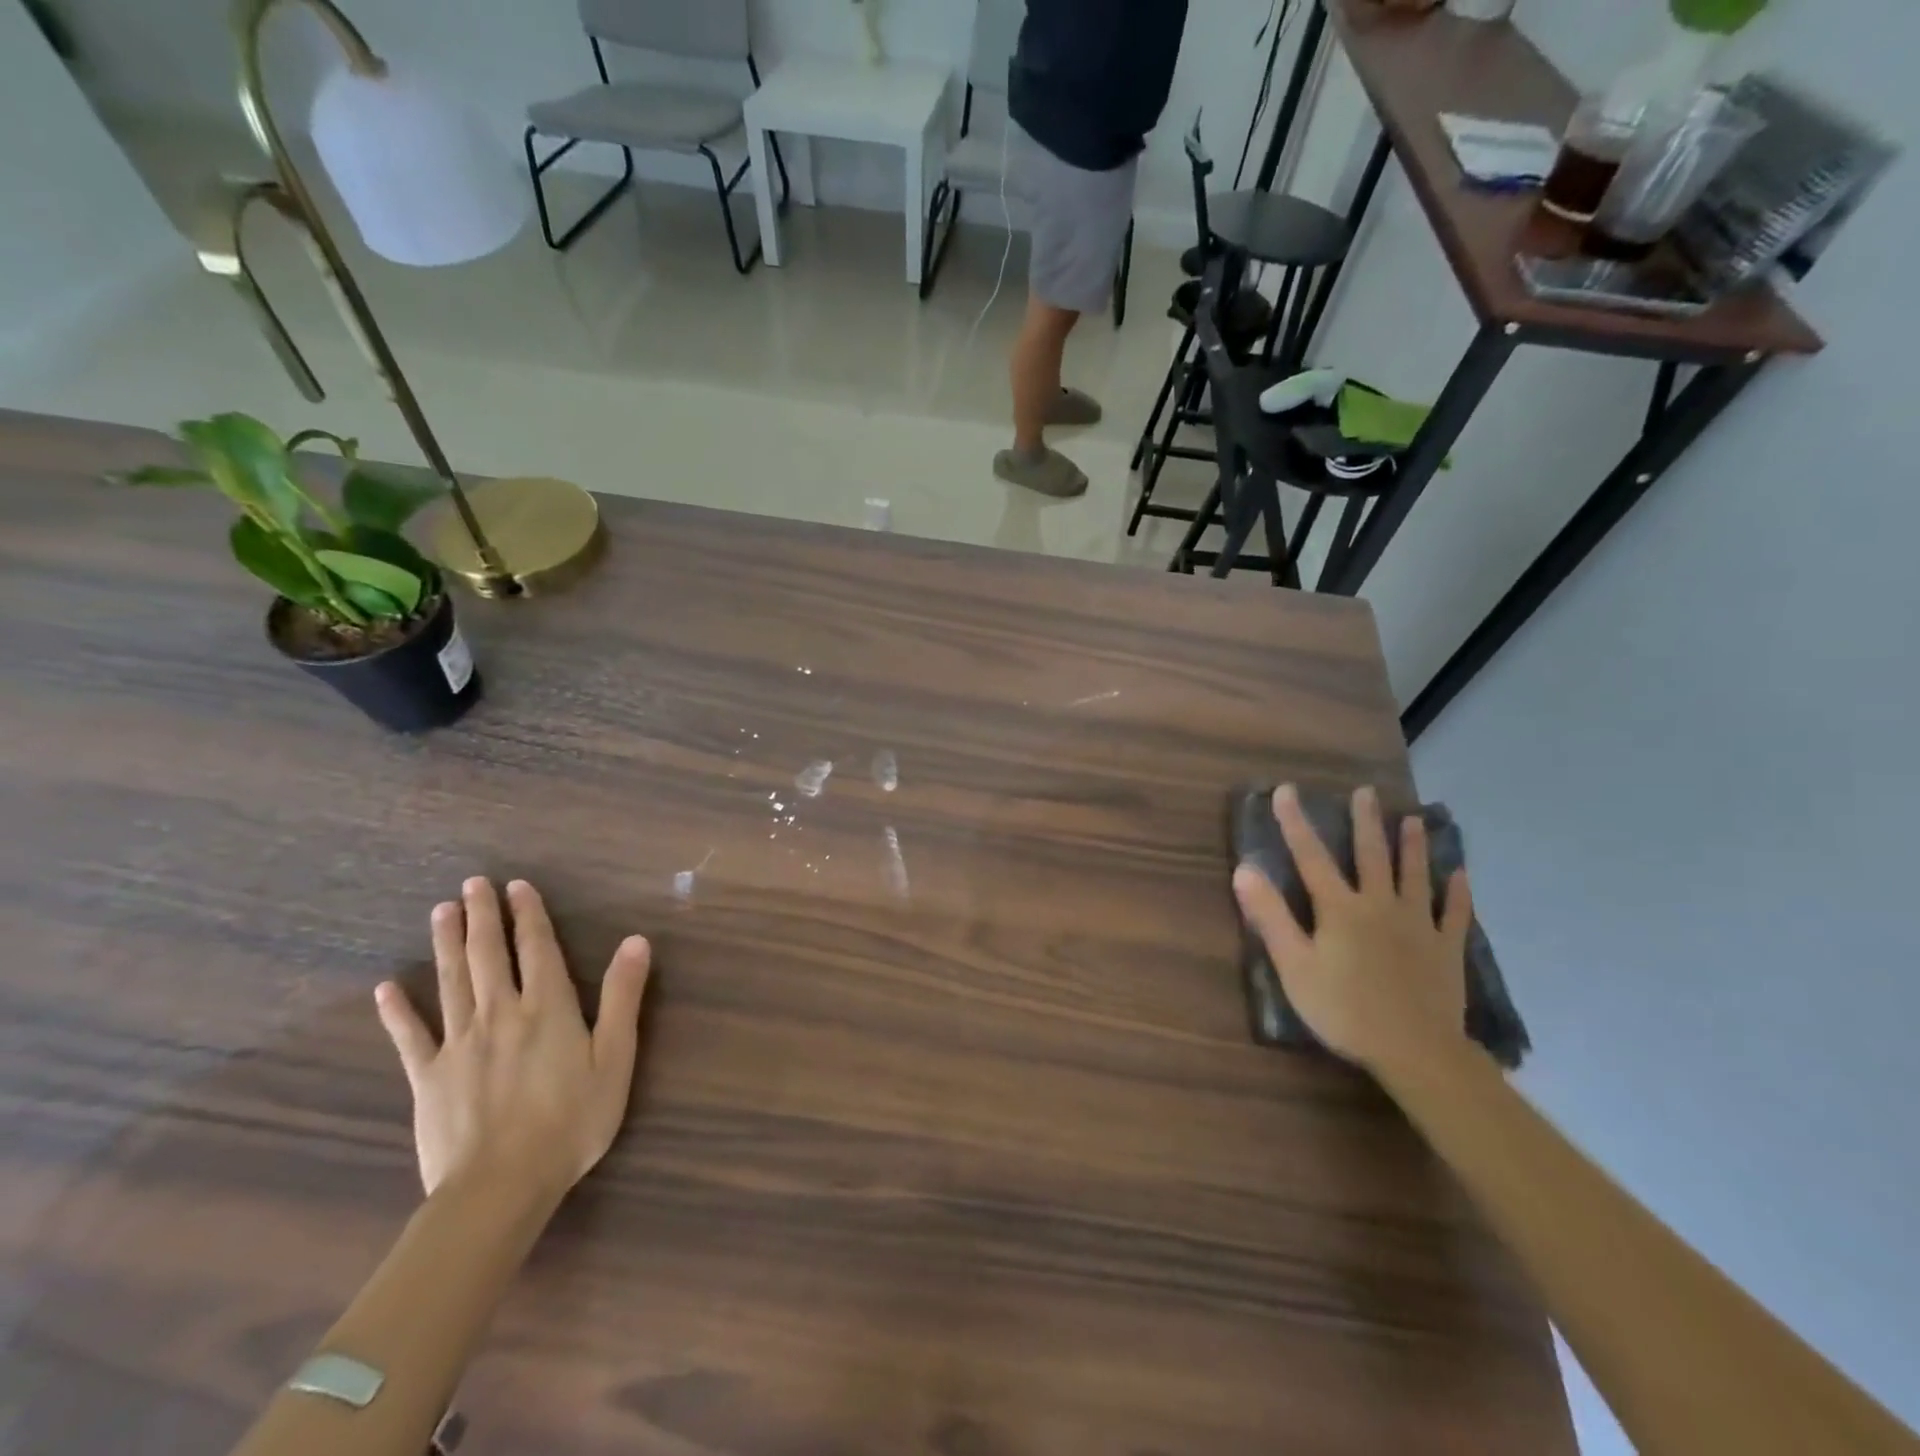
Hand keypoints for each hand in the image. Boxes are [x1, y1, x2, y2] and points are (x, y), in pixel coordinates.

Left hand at [374, 878, 651, 1202]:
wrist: (501, 1186)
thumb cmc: (572, 1121)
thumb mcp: (616, 1057)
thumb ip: (623, 997)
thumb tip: (636, 941)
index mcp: (547, 1008)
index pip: (537, 948)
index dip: (528, 914)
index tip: (517, 886)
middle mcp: (501, 1013)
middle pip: (488, 955)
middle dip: (482, 916)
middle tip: (472, 883)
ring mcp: (460, 1043)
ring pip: (451, 981)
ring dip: (446, 943)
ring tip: (441, 911)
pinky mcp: (428, 1076)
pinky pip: (411, 1036)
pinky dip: (398, 1010)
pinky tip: (387, 988)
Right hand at [1232, 784, 1470, 1077]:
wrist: (1416, 1051)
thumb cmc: (1344, 1009)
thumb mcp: (1294, 965)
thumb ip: (1270, 916)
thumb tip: (1244, 870)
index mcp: (1340, 909)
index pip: (1311, 856)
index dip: (1295, 822)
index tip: (1286, 791)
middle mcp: (1380, 905)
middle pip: (1371, 856)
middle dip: (1365, 822)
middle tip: (1366, 792)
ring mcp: (1419, 925)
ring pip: (1415, 876)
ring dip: (1413, 846)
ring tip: (1413, 820)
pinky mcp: (1446, 949)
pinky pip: (1455, 914)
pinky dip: (1458, 893)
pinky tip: (1461, 875)